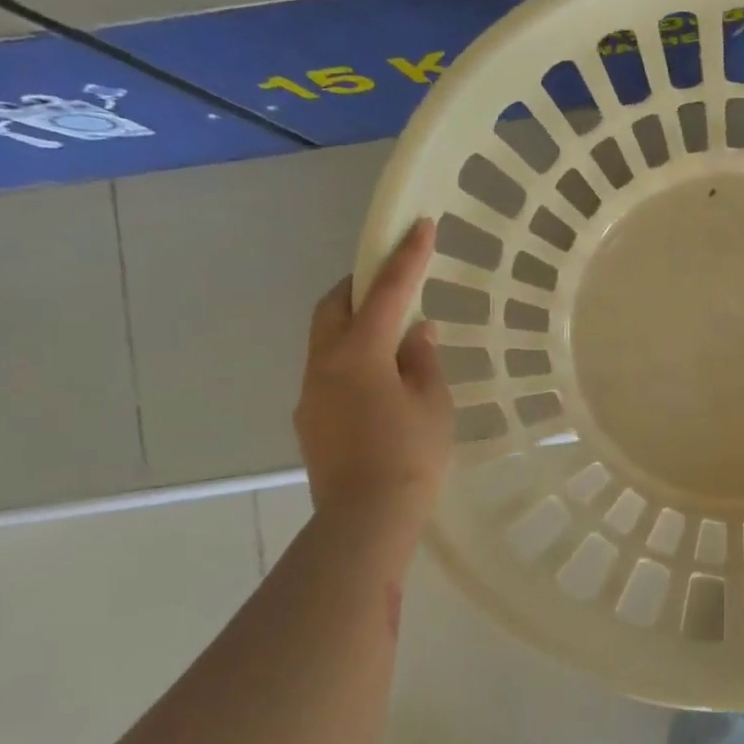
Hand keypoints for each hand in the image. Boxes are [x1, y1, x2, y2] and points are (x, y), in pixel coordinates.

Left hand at [296, 219, 453, 531]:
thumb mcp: (433, 402)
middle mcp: (325, 364)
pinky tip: (379, 381)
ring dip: (354, 323)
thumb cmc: (411, 454)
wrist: (366, 518)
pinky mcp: (310, 419)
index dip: (407, 256)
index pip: (387, 292)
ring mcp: (311, 392)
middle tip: (390, 280)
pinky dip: (352, 357)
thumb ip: (423, 359)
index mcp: (360, 354)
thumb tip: (415, 332)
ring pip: (326, 338)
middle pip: (334, 306)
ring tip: (391, 334)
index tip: (420, 225)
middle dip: (360, 284)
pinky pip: (328, 369)